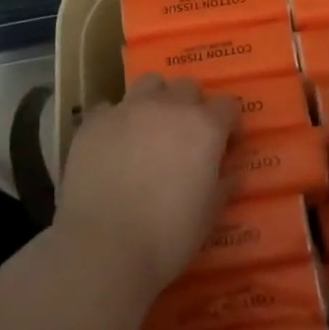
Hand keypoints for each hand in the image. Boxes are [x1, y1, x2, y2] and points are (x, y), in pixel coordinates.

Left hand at [54, 75, 237, 298]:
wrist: (103, 246)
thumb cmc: (168, 236)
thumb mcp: (209, 216)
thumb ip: (224, 186)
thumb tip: (234, 174)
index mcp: (204, 127)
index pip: (228, 106)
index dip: (229, 125)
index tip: (225, 146)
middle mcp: (169, 106)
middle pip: (188, 87)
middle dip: (191, 106)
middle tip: (185, 137)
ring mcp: (128, 109)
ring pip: (149, 84)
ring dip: (155, 100)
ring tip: (149, 128)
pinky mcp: (95, 121)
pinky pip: (109, 108)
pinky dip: (115, 120)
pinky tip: (112, 144)